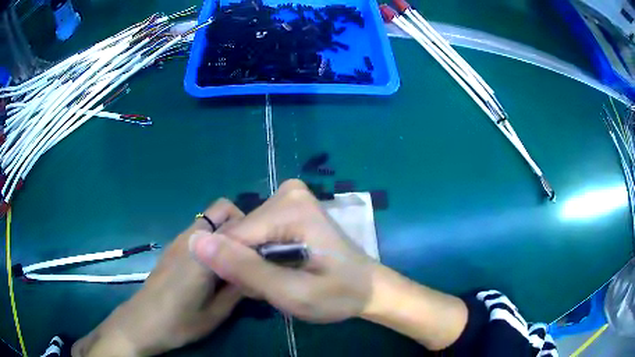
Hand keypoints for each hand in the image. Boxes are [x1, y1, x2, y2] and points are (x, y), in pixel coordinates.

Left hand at [72, 199, 244, 356]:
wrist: (143, 322)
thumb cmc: (179, 322)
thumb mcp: (216, 313)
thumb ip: (238, 288)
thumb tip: (256, 271)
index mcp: (202, 254)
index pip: (237, 226)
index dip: (256, 233)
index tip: (266, 250)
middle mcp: (190, 238)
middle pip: (221, 208)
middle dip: (241, 222)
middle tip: (249, 252)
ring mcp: (179, 239)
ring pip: (209, 218)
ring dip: (227, 230)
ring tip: (235, 259)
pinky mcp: (172, 246)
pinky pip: (199, 230)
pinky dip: (213, 237)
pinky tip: (214, 265)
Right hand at [189, 179, 376, 322]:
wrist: (366, 288)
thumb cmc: (337, 294)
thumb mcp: (292, 292)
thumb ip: (245, 269)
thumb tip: (196, 242)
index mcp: (289, 207)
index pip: (233, 238)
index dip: (239, 271)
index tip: (262, 290)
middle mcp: (286, 192)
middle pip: (239, 235)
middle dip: (249, 267)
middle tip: (277, 286)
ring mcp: (287, 197)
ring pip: (244, 237)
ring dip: (254, 265)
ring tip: (282, 280)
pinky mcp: (287, 208)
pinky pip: (255, 235)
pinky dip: (262, 258)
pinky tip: (282, 270)